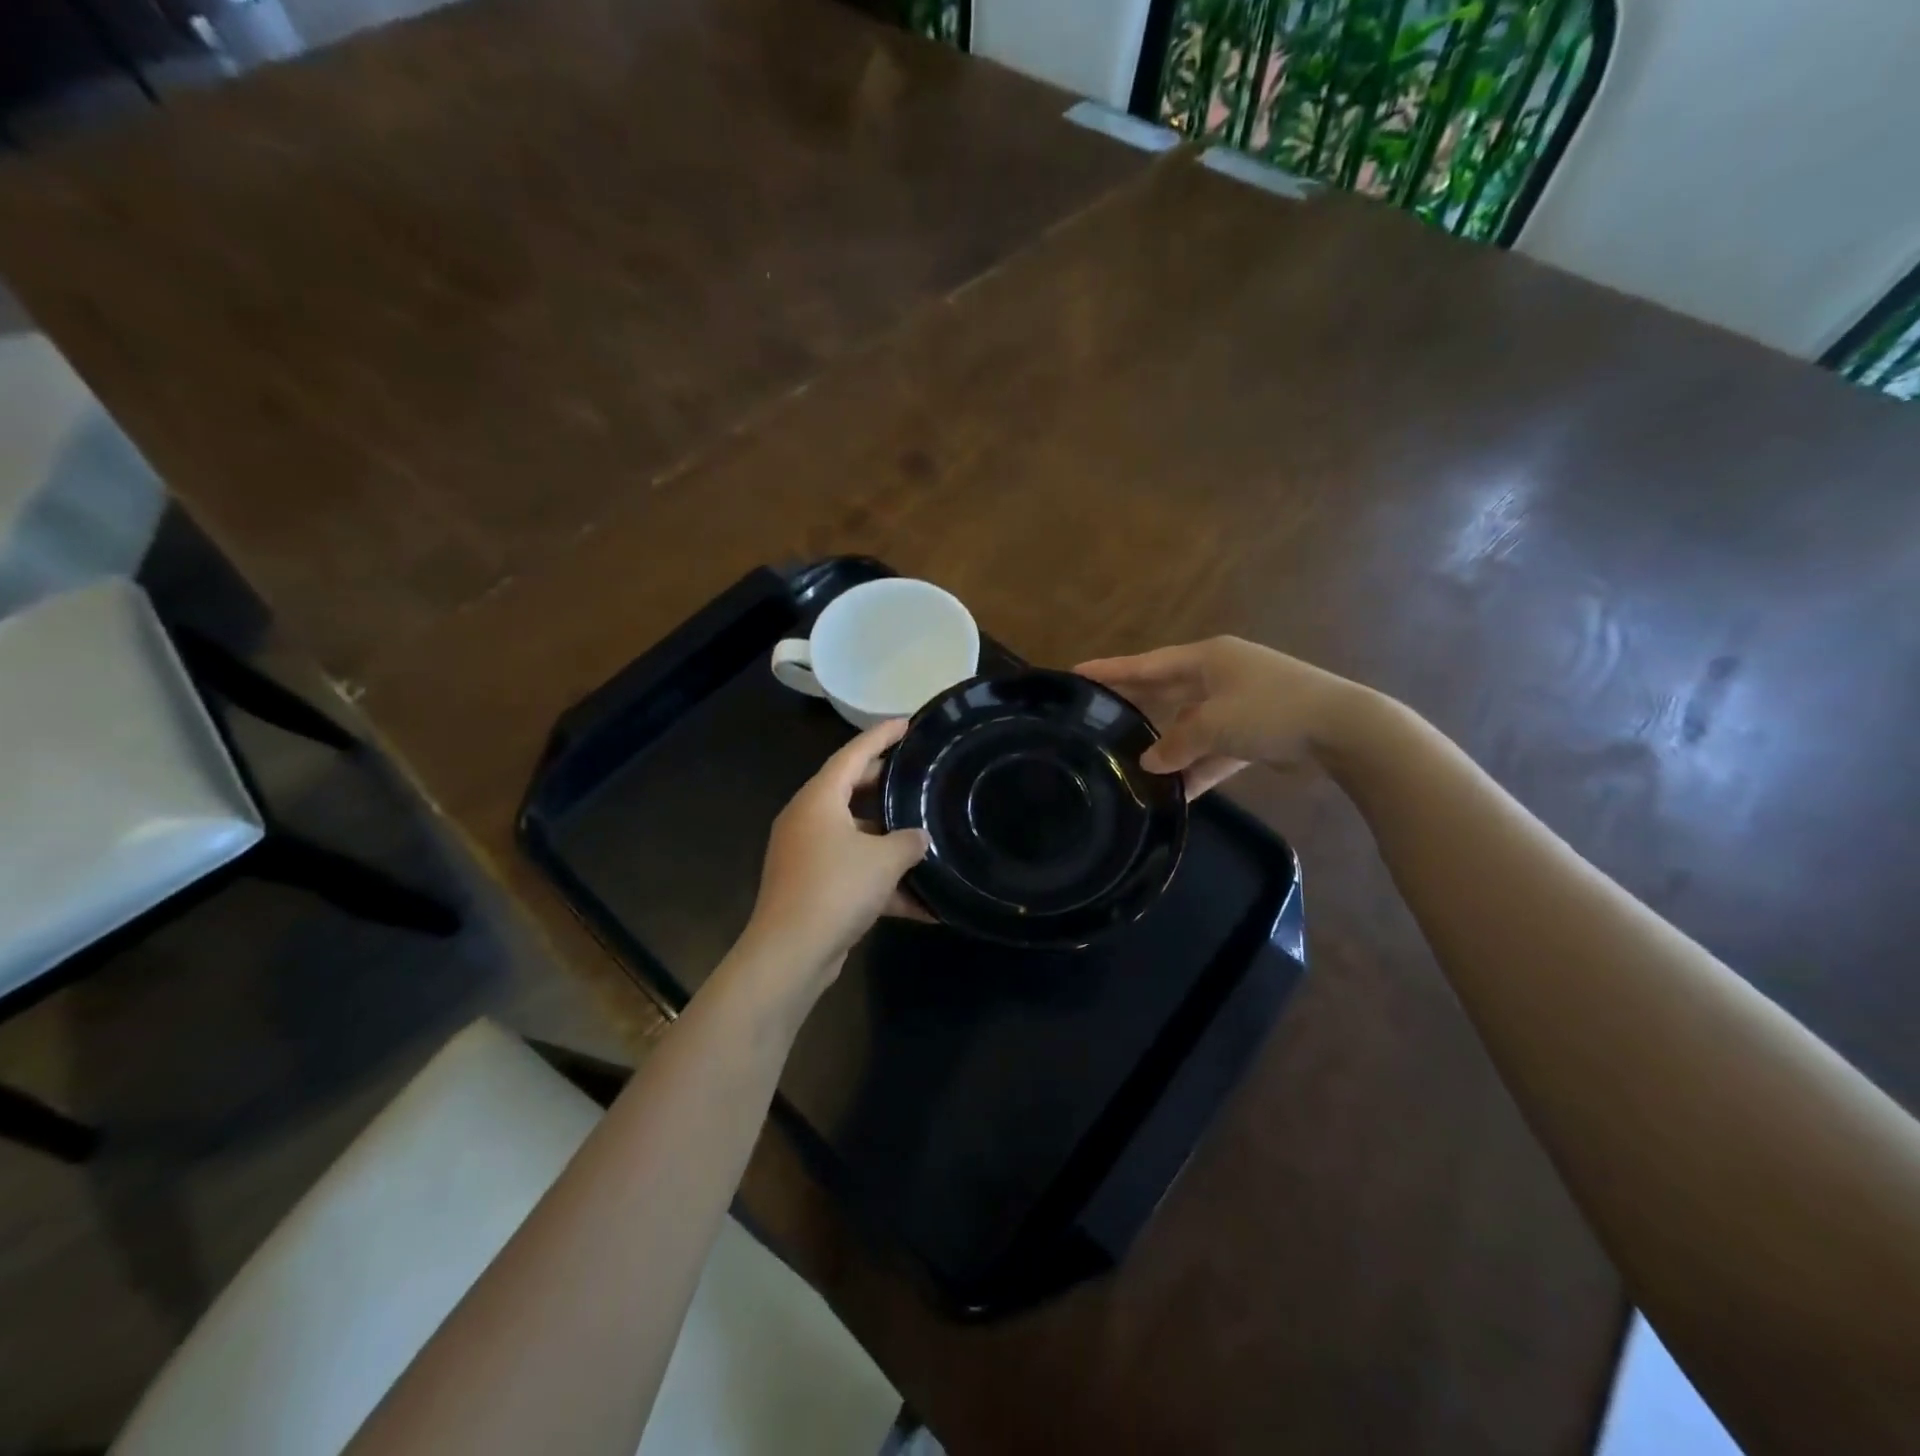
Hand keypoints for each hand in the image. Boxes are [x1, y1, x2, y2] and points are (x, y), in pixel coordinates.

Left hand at [738, 718, 930, 984]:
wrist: (791, 953)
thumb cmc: (836, 889)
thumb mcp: (883, 860)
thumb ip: (908, 841)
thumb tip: (920, 838)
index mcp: (818, 800)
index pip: (852, 754)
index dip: (881, 736)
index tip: (906, 723)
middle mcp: (808, 820)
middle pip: (850, 790)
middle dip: (884, 784)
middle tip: (917, 774)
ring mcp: (806, 855)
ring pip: (855, 835)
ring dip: (888, 841)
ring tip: (925, 837)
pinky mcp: (812, 887)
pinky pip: (853, 872)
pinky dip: (882, 883)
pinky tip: (921, 906)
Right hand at [1076, 637, 1365, 795]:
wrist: (1342, 731)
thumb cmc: (1271, 710)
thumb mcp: (1214, 724)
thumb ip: (1176, 743)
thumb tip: (1150, 762)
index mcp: (1207, 659)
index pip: (1147, 664)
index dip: (1111, 671)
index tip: (1076, 673)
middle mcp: (1218, 676)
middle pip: (1164, 691)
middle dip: (1134, 706)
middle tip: (1095, 717)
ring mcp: (1238, 705)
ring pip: (1188, 725)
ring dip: (1167, 747)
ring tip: (1130, 764)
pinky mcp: (1253, 733)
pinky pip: (1213, 750)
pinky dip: (1197, 768)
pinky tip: (1175, 792)